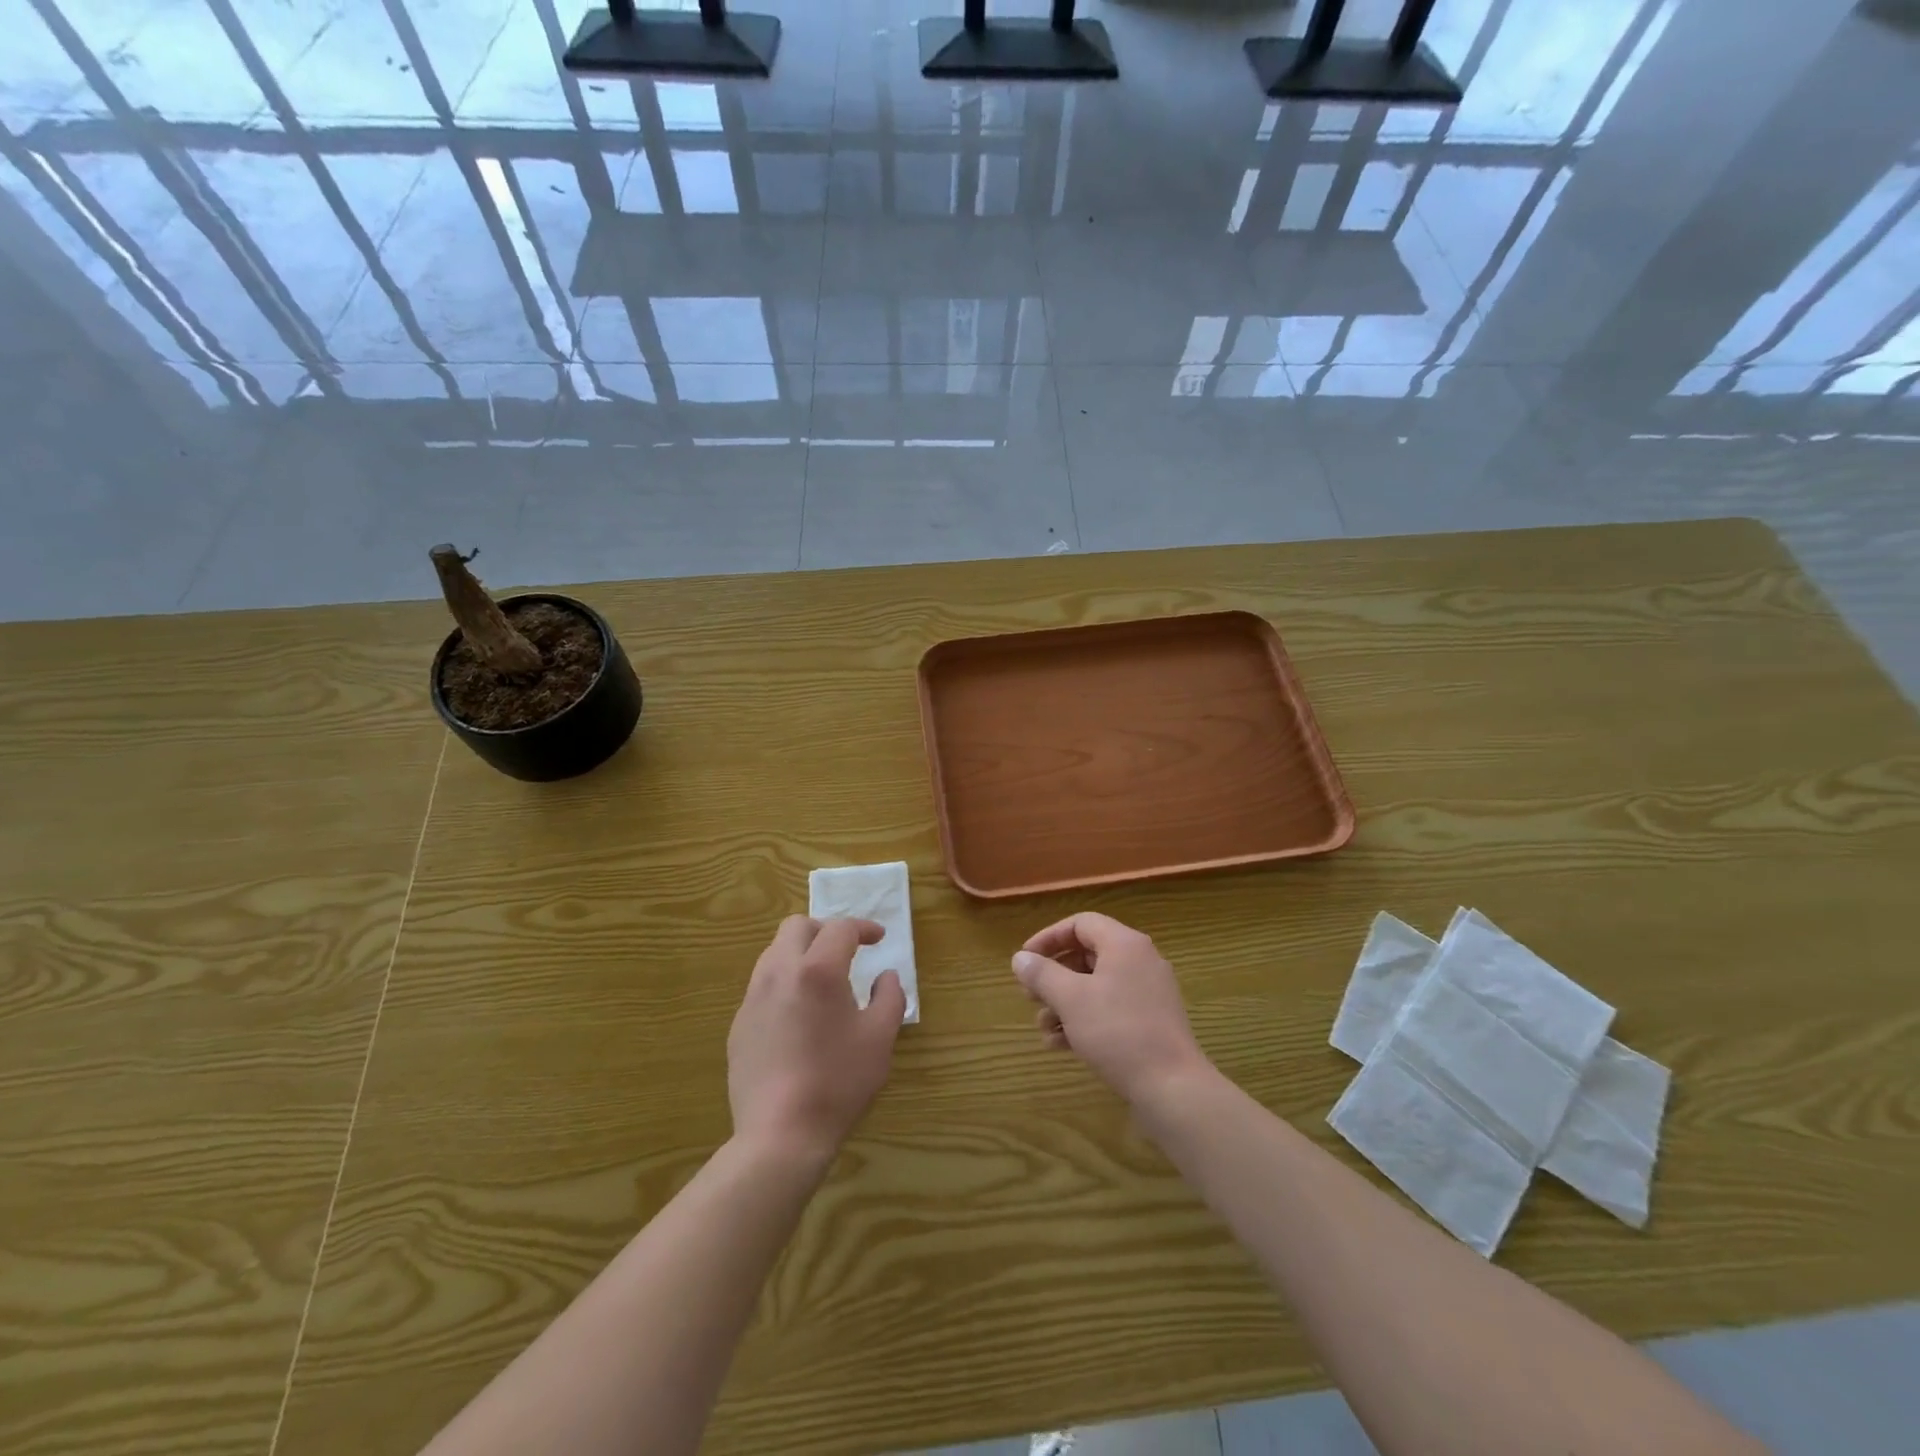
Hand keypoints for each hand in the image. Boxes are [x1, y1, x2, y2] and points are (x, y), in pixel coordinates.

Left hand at [728, 916, 906, 1167]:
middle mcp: (779, 972)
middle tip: (846, 951)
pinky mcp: (739, 1024)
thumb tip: (886, 976)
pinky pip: (762, 986)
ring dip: (801, 953)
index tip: (879, 939)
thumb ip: (889, 997)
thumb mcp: (880, 1038)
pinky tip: (799, 1016)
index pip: (840, 928)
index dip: (864, 927)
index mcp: (818, 970)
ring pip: (773, 953)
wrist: (780, 1136)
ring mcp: (753, 998)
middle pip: (797, 926)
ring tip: (822, 981)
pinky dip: (784, 983)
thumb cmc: (838, 1082)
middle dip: (825, 929)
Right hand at [1013, 912, 1209, 1105]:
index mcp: (1124, 944)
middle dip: (1054, 976)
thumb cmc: (1118, 1032)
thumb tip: (1019, 958)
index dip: (1048, 938)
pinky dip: (1084, 1019)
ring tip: (1043, 1027)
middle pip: (1087, 955)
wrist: (1172, 1087)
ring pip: (1096, 985)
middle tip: (1030, 996)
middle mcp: (1139, 961)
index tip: (1025, 960)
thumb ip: (1042, 974)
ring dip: (1064, 1002)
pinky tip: (1060, 1044)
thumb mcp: (1071, 999)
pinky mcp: (1151, 1021)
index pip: (1080, 923)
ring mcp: (1148, 992)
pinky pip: (1110, 1008)